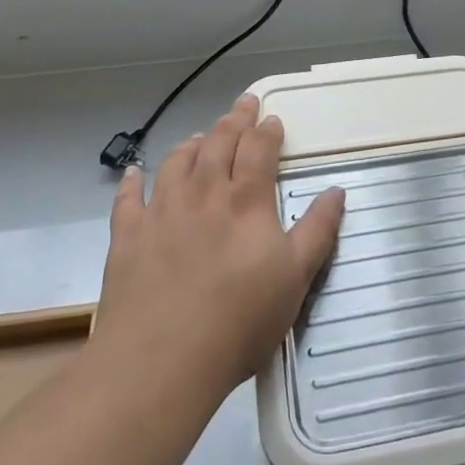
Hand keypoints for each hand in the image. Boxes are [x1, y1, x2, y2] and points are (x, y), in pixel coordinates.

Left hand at [93, 94, 344, 397]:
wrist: (160, 360)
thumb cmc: (239, 320)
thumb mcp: (295, 278)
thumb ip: (318, 230)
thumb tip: (337, 191)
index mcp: (245, 200)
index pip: (258, 149)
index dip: (266, 130)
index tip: (272, 118)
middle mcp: (202, 193)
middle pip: (218, 143)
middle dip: (234, 120)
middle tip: (243, 104)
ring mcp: (160, 211)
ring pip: (176, 162)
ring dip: (192, 144)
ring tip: (200, 136)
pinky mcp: (127, 235)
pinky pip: (128, 197)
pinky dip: (133, 180)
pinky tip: (134, 172)